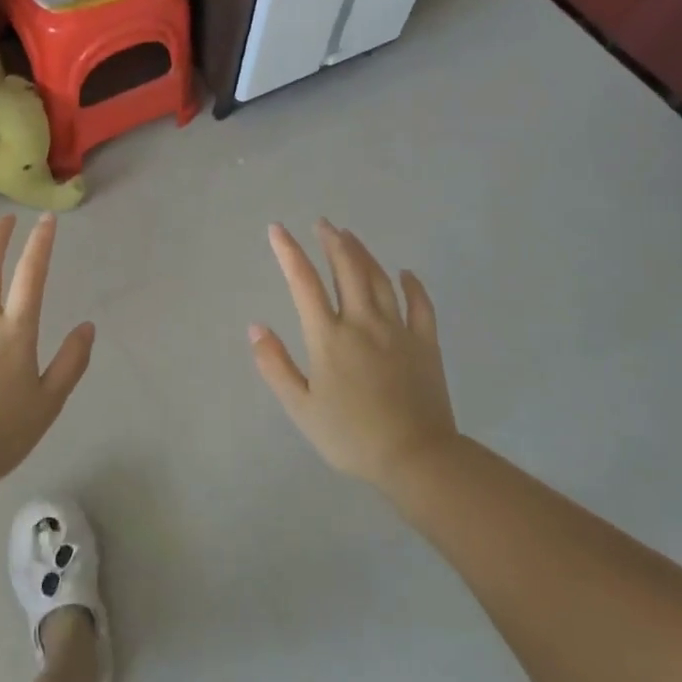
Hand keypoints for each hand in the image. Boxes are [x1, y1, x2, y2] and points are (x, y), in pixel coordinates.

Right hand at [249, 220, 458, 488]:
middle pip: (346, 270)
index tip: (277, 229)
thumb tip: (255, 327)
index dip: (289, 252)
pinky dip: (412, 285)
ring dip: (363, 254)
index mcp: (329, 337)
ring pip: (379, 279)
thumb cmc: (351, 436)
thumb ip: (275, 365)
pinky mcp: (425, 344)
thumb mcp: (301, 407)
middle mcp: (362, 323)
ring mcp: (397, 330)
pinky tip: (405, 273)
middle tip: (323, 223)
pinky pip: (420, 305)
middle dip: (332, 242)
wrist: (416, 458)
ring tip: (350, 236)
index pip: (303, 283)